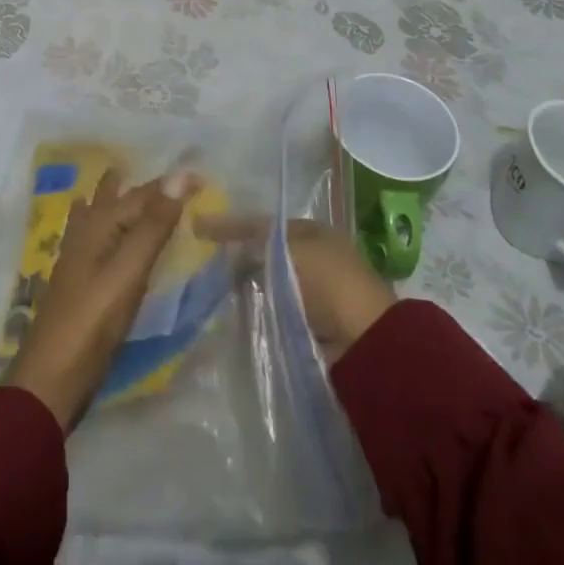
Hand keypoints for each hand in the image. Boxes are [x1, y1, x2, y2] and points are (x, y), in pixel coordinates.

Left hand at [0, 168, 197, 430]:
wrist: (50, 380)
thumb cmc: (92, 322)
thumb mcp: (128, 271)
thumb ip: (153, 226)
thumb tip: (180, 176)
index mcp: (97, 226)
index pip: (141, 194)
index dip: (170, 185)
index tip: (202, 179)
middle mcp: (85, 234)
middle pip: (115, 200)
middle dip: (138, 186)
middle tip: (165, 177)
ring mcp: (78, 260)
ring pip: (99, 216)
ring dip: (114, 199)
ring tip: (122, 182)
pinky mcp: (80, 285)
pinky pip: (97, 240)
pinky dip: (107, 228)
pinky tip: (103, 235)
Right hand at [195, 215, 394, 363]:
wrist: (363, 341)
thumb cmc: (328, 281)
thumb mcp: (287, 249)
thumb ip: (254, 242)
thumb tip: (227, 246)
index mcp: (313, 231)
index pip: (265, 223)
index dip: (233, 225)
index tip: (200, 229)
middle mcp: (313, 256)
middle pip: (266, 252)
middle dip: (238, 257)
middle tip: (204, 263)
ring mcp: (312, 292)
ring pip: (267, 282)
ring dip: (245, 286)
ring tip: (210, 289)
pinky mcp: (308, 323)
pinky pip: (273, 310)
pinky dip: (256, 309)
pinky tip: (232, 312)